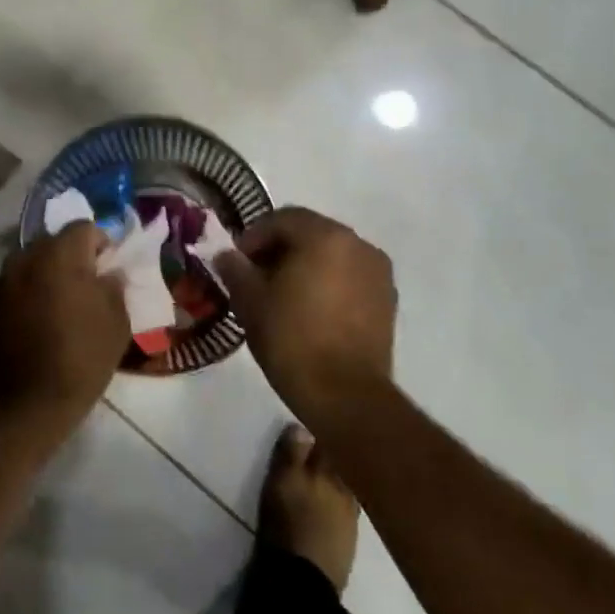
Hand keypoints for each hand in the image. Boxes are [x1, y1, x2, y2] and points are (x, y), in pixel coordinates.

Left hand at [0, 223, 129, 418]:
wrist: (28, 401)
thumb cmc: (82, 357)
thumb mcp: (117, 321)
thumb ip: (114, 286)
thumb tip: (108, 273)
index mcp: (60, 254)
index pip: (84, 228)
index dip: (101, 244)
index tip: (109, 269)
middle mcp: (27, 257)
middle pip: (54, 241)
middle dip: (73, 256)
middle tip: (88, 285)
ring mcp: (4, 280)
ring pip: (33, 261)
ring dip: (49, 272)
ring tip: (63, 303)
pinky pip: (17, 283)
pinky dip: (31, 291)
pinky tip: (42, 319)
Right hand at [216, 208, 397, 419]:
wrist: (344, 394)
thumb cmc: (291, 339)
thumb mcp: (250, 301)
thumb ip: (235, 270)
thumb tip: (227, 256)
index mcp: (325, 236)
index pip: (282, 219)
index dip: (253, 237)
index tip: (236, 263)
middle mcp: (358, 245)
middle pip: (310, 233)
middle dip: (279, 250)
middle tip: (255, 278)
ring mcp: (378, 273)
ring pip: (332, 256)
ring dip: (305, 266)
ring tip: (282, 296)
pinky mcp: (387, 301)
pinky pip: (350, 278)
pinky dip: (328, 284)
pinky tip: (309, 311)